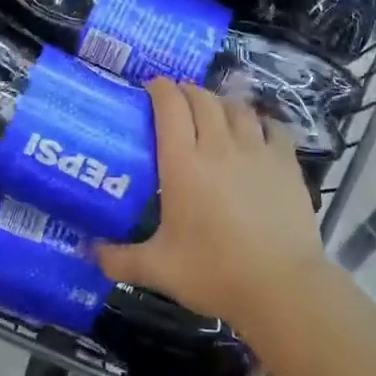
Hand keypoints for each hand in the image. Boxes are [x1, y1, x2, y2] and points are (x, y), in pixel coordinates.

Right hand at [97, 79, 327, 332]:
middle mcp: (218, 145)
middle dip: (186, 92)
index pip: (170, 105)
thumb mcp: (159, 269)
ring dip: (221, 103)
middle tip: (177, 101)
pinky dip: (260, 122)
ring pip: (236, 108)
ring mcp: (257, 150)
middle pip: (202, 99)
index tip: (150, 87)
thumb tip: (89, 253)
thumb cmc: (215, 273)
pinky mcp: (286, 162)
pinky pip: (272, 126)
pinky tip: (256, 131)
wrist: (282, 287)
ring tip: (213, 113)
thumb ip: (119, 259)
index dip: (160, 88)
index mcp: (183, 163)